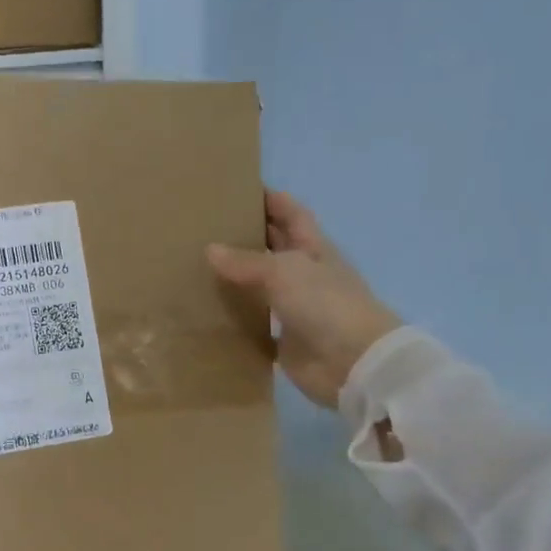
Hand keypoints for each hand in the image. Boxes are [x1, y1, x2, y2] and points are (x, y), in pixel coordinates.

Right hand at [207, 190, 401, 408]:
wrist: (353, 362)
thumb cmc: (325, 303)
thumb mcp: (284, 271)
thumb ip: (246, 261)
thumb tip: (210, 249)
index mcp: (312, 247)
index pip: (290, 213)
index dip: (269, 199)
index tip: (237, 188)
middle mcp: (304, 273)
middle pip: (273, 247)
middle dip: (246, 235)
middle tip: (205, 227)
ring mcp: (294, 307)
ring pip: (260, 286)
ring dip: (236, 278)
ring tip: (197, 266)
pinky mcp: (284, 338)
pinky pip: (255, 323)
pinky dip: (235, 317)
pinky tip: (207, 310)